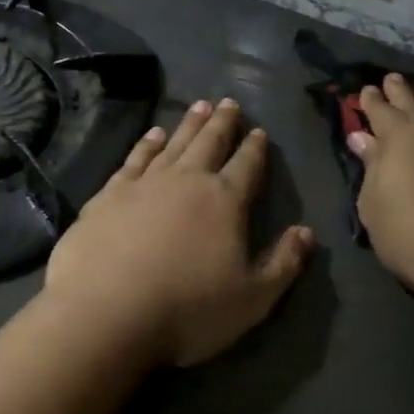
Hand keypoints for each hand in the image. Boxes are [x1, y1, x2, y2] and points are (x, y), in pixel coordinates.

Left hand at [43, 99, 312, 367]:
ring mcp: (145, 182)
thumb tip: (306, 232)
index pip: (247, 165)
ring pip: (174, 142)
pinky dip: (147, 143)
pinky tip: (153, 134)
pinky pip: (135, 157)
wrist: (107, 310)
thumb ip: (283, 263)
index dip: (255, 148)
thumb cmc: (188, 309)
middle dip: (222, 122)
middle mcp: (187, 180)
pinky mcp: (110, 192)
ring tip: (199, 105)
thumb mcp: (252, 299)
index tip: (259, 131)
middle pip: (210, 142)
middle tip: (229, 102)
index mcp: (225, 200)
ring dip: (189, 124)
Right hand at [348, 74, 413, 307]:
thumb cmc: (409, 232)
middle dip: (400, 91)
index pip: (380, 111)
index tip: (366, 89)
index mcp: (398, 137)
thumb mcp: (374, 203)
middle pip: (413, 104)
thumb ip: (371, 166)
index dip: (371, 100)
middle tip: (392, 78)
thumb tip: (362, 137)